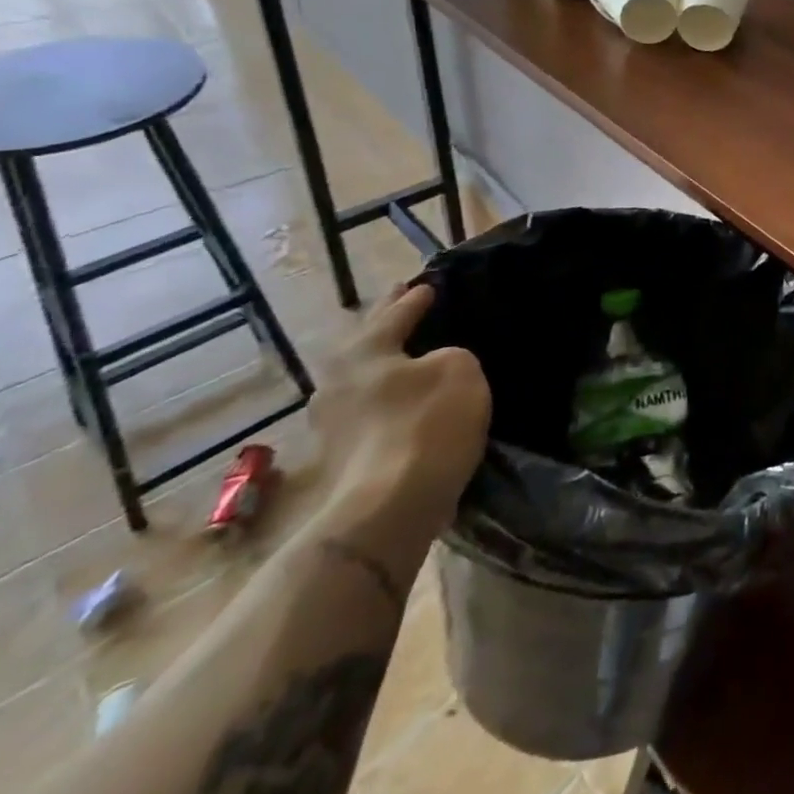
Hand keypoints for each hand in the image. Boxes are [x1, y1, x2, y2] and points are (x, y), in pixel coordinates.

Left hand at [310, 283, 490, 547]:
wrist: (389, 509)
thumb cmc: (426, 423)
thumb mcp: (459, 369)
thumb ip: (450, 356)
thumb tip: (433, 368)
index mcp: (364, 351)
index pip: (394, 313)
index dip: (415, 298)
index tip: (428, 285)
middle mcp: (338, 383)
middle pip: (369, 346)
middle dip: (388, 328)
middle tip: (407, 309)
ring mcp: (334, 426)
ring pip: (367, 382)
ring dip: (389, 369)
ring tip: (413, 358)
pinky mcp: (344, 459)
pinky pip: (373, 413)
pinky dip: (391, 401)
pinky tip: (410, 402)